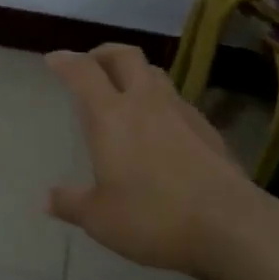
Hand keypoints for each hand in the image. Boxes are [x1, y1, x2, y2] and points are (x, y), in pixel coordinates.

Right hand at [46, 45, 277, 277]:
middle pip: (124, 55)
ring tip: (125, 90)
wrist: (231, 226)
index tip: (54, 60)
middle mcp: (144, 102)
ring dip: (135, 73)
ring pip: (155, 73)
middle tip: (91, 65)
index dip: (66, 61)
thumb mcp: (100, 219)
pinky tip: (161, 126)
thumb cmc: (154, 217)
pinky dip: (161, 101)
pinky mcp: (208, 129)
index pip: (83, 72)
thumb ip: (72, 204)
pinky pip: (177, 101)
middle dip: (103, 53)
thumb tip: (47, 199)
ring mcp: (181, 112)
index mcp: (110, 116)